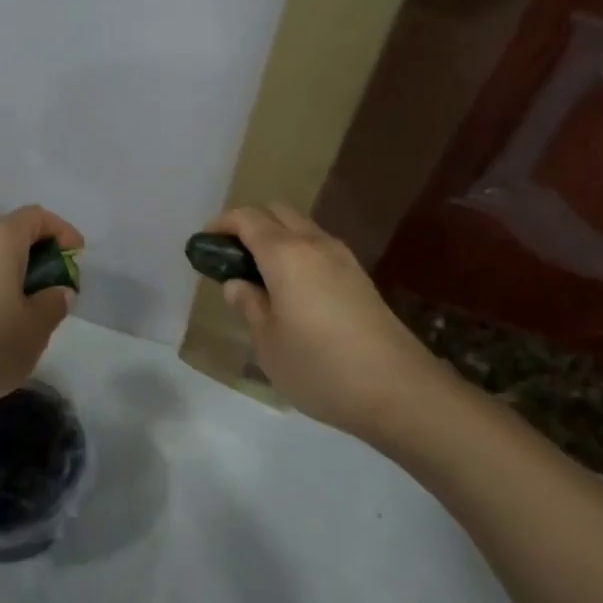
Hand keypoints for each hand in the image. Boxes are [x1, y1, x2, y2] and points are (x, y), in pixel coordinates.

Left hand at [0, 204, 83, 419]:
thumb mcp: (36, 328)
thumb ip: (54, 303)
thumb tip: (58, 291)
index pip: (37, 217)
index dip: (62, 232)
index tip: (77, 257)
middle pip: (10, 234)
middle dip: (37, 255)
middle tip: (54, 287)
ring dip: (11, 273)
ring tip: (26, 309)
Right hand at [209, 204, 440, 438]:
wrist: (398, 390)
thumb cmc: (320, 367)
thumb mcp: (268, 343)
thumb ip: (249, 305)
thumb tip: (237, 284)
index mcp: (286, 254)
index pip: (247, 219)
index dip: (221, 224)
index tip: (204, 243)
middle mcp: (315, 244)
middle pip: (277, 212)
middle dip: (249, 224)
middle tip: (231, 257)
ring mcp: (343, 258)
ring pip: (301, 228)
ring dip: (276, 238)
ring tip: (259, 275)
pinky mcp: (360, 277)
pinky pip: (319, 248)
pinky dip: (297, 253)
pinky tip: (292, 289)